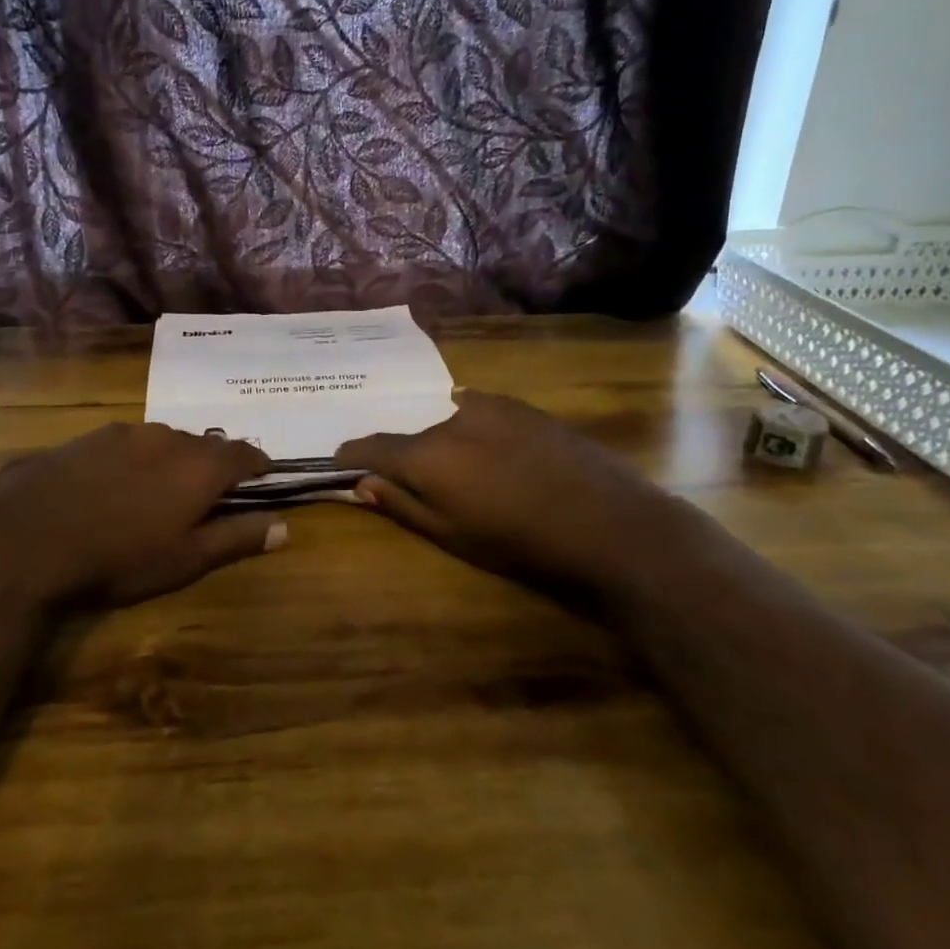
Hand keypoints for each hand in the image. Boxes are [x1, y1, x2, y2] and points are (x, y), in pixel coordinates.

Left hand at [0, 423, 285, 606]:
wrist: (27, 537)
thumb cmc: (119, 556)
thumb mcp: (185, 558)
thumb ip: (237, 538)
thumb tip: (284, 526)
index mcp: (199, 464)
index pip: (244, 453)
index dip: (258, 465)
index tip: (262, 476)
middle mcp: (167, 437)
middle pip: (203, 445)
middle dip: (212, 465)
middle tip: (207, 493)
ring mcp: (123, 432)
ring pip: (163, 441)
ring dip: (171, 460)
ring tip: (160, 490)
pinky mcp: (86, 437)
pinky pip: (126, 444)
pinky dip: (134, 460)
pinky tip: (114, 485)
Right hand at [335, 391, 681, 589]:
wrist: (609, 522)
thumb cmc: (522, 541)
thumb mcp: (453, 536)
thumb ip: (403, 505)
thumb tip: (363, 483)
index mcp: (427, 454)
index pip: (371, 446)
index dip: (351, 455)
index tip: (341, 463)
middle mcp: (451, 419)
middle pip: (413, 436)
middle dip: (407, 458)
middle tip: (420, 486)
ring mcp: (491, 407)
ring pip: (449, 422)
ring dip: (446, 444)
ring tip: (470, 475)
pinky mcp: (523, 407)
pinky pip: (482, 414)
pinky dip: (475, 431)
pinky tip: (497, 456)